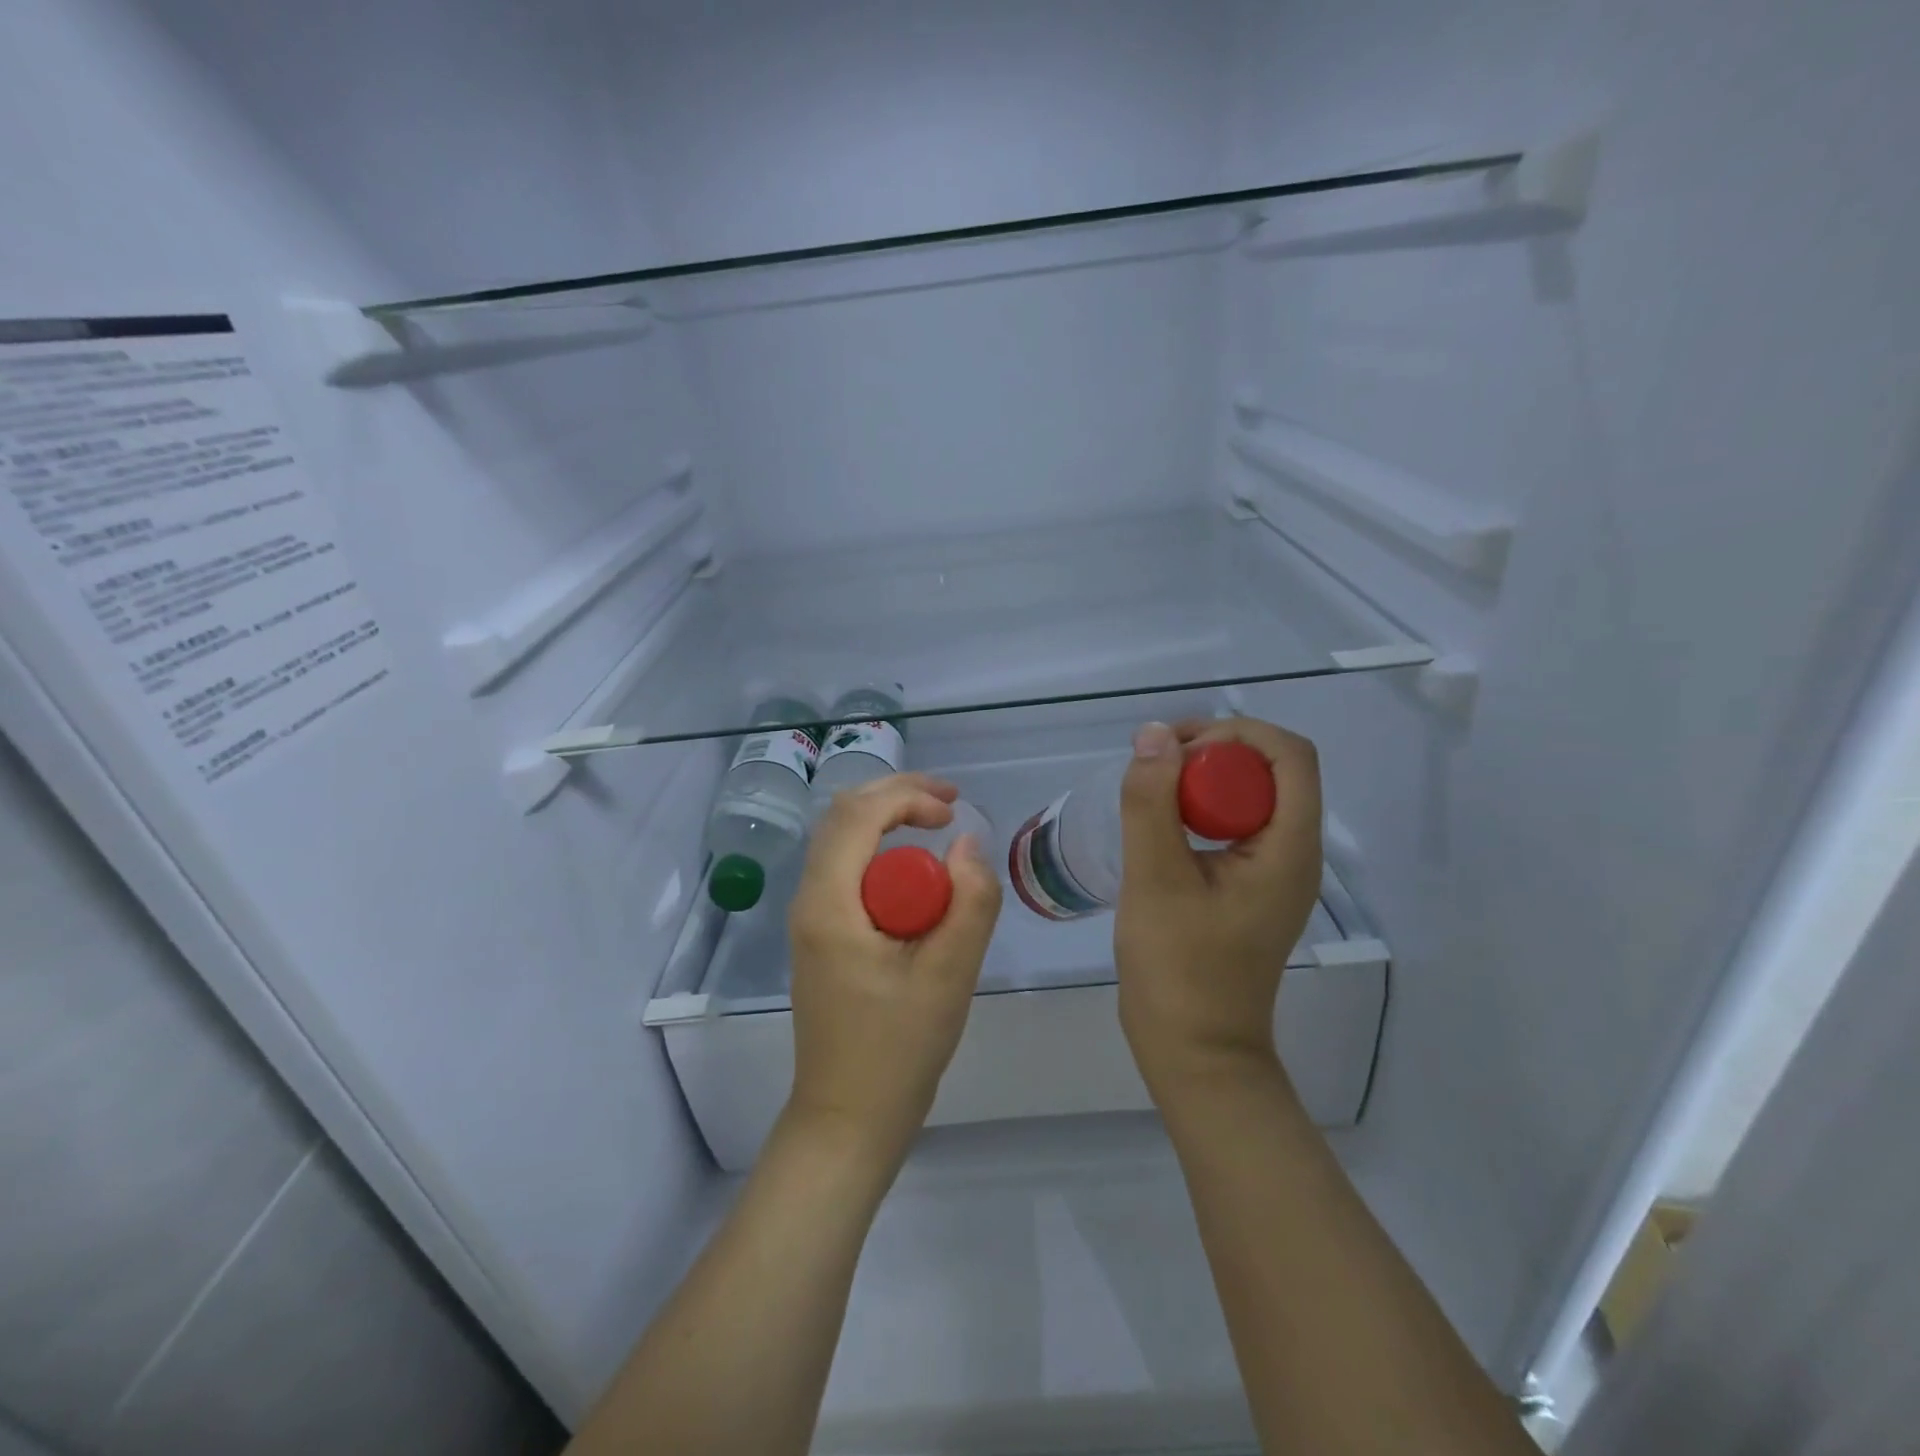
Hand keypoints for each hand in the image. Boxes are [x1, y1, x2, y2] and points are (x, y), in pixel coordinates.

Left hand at [785, 773, 1002, 1164]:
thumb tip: (970, 844)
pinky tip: (916, 873)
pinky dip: (881, 852)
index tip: (954, 812)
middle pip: (843, 816)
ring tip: (936, 826)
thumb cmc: (897, 1051)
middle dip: (897, 796)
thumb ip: (969, 904)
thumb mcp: (949, 977)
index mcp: (829, 903)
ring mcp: (810, 918)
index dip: (908, 796)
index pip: (858, 814)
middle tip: (948, 806)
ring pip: (842, 840)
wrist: (847, 1119)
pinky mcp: (821, 935)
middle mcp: (809, 900)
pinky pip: (846, 870)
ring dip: (888, 820)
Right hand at [1114, 718, 1322, 1089]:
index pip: (1289, 755)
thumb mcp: (1156, 879)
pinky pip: (1234, 826)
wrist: (1194, 1050)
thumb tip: (1154, 734)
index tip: (1176, 748)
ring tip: (1149, 787)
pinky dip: (1199, 809)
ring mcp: (1273, 873)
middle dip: (1213, 750)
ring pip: (1250, 796)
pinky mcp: (1250, 888)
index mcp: (1290, 848)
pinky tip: (1158, 824)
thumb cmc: (1179, 968)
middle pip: (1271, 770)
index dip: (1235, 733)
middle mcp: (1294, 853)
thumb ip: (1152, 803)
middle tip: (1152, 763)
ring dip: (1203, 779)